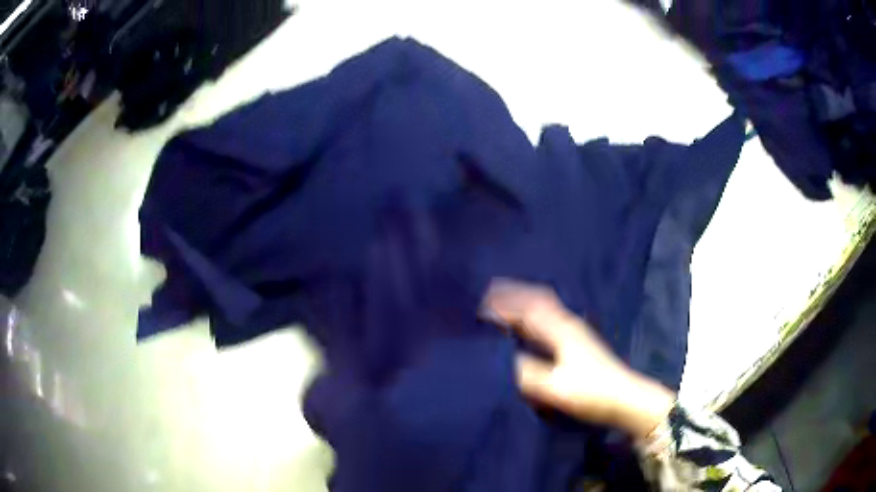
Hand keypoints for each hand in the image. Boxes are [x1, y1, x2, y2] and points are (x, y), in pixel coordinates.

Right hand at [483, 279, 674, 438]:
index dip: (503, 305)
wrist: (625, 398)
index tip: (479, 307)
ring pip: (544, 307)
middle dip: (513, 294)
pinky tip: (528, 325)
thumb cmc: (592, 393)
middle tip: (488, 294)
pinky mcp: (577, 341)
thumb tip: (499, 361)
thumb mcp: (555, 387)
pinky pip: (549, 317)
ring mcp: (574, 331)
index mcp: (561, 330)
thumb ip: (526, 374)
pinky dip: (533, 314)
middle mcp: (567, 323)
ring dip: (523, 302)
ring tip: (503, 305)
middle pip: (537, 299)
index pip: (527, 309)